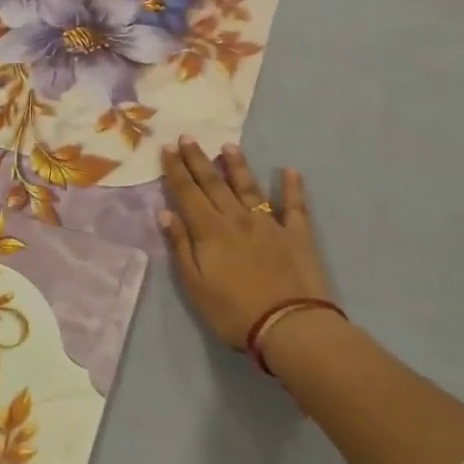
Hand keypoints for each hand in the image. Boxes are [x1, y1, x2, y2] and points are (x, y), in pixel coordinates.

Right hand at [159, 139, 332, 348]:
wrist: (290, 325)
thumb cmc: (233, 311)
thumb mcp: (195, 285)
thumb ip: (181, 247)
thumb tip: (166, 213)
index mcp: (210, 230)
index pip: (188, 193)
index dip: (176, 170)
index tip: (167, 148)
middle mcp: (237, 219)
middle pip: (214, 184)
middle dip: (199, 159)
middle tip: (188, 137)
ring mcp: (269, 224)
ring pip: (249, 188)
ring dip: (237, 166)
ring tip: (228, 146)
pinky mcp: (297, 235)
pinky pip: (294, 206)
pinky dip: (291, 187)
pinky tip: (289, 171)